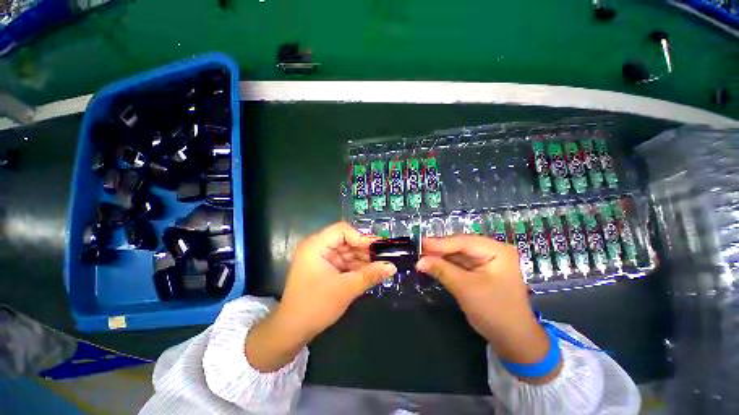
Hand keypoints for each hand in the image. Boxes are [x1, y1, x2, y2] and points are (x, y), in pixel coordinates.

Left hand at [246, 222, 395, 371]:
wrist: (292, 331)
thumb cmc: (316, 306)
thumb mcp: (346, 289)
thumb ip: (370, 275)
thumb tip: (392, 266)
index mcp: (315, 245)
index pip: (342, 230)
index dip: (361, 237)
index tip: (377, 249)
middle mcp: (317, 247)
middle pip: (346, 240)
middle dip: (364, 249)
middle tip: (384, 256)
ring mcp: (321, 258)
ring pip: (346, 252)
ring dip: (362, 259)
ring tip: (380, 266)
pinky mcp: (325, 268)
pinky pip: (344, 262)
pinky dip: (356, 267)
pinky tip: (370, 272)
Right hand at [418, 236, 558, 381]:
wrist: (513, 340)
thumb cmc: (494, 311)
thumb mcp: (465, 288)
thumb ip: (441, 270)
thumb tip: (419, 261)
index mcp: (496, 250)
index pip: (463, 241)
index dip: (439, 243)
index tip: (419, 243)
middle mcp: (492, 251)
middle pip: (460, 246)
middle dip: (439, 249)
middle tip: (418, 249)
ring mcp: (487, 261)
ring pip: (458, 254)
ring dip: (441, 257)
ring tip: (421, 256)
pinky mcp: (481, 271)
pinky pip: (460, 264)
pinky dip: (446, 265)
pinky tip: (433, 264)